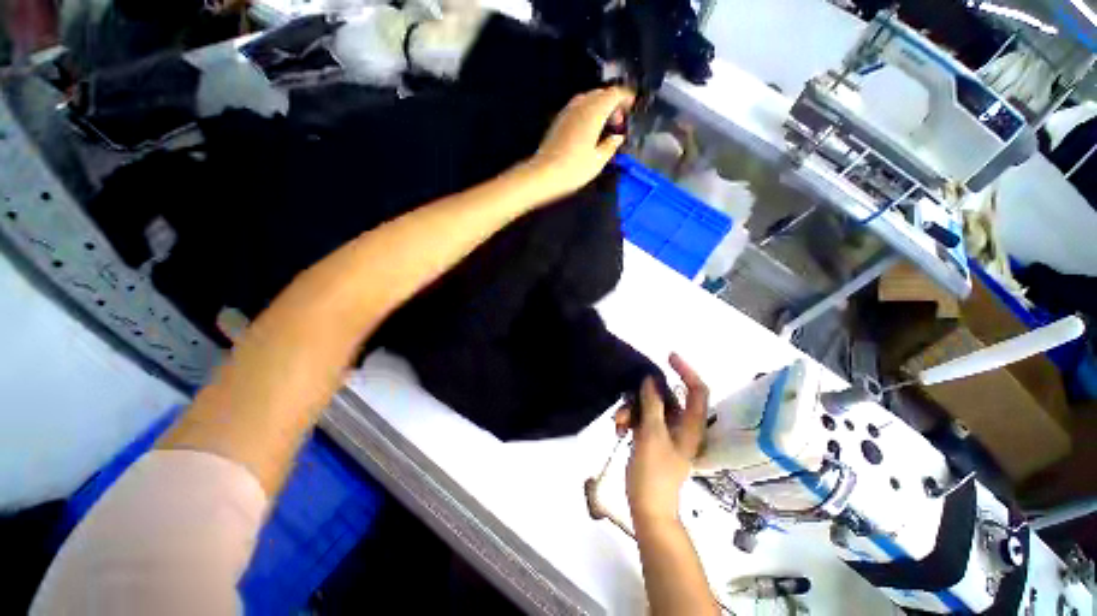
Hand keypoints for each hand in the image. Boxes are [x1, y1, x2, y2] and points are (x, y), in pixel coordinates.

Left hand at [528, 86, 634, 197]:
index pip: (614, 93)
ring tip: (605, 127)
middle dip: (613, 103)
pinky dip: (588, 113)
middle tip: (618, 122)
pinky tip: (589, 131)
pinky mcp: (558, 121)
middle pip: (601, 93)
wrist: (544, 175)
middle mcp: (580, 105)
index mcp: (594, 112)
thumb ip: (611, 145)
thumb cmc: (574, 169)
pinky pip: (578, 108)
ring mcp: (567, 112)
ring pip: (588, 99)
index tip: (632, 107)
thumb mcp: (598, 161)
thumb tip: (618, 137)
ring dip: (600, 107)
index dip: (625, 97)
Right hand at [614, 353, 708, 525]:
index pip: (697, 389)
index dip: (686, 371)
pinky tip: (619, 430)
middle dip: (643, 395)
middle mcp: (681, 425)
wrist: (647, 508)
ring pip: (650, 406)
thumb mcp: (652, 435)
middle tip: (626, 400)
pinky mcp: (651, 437)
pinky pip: (641, 418)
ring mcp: (665, 431)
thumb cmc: (654, 474)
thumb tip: (651, 379)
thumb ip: (652, 405)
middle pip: (666, 396)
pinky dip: (630, 419)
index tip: (668, 357)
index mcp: (691, 425)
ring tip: (619, 423)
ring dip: (632, 409)